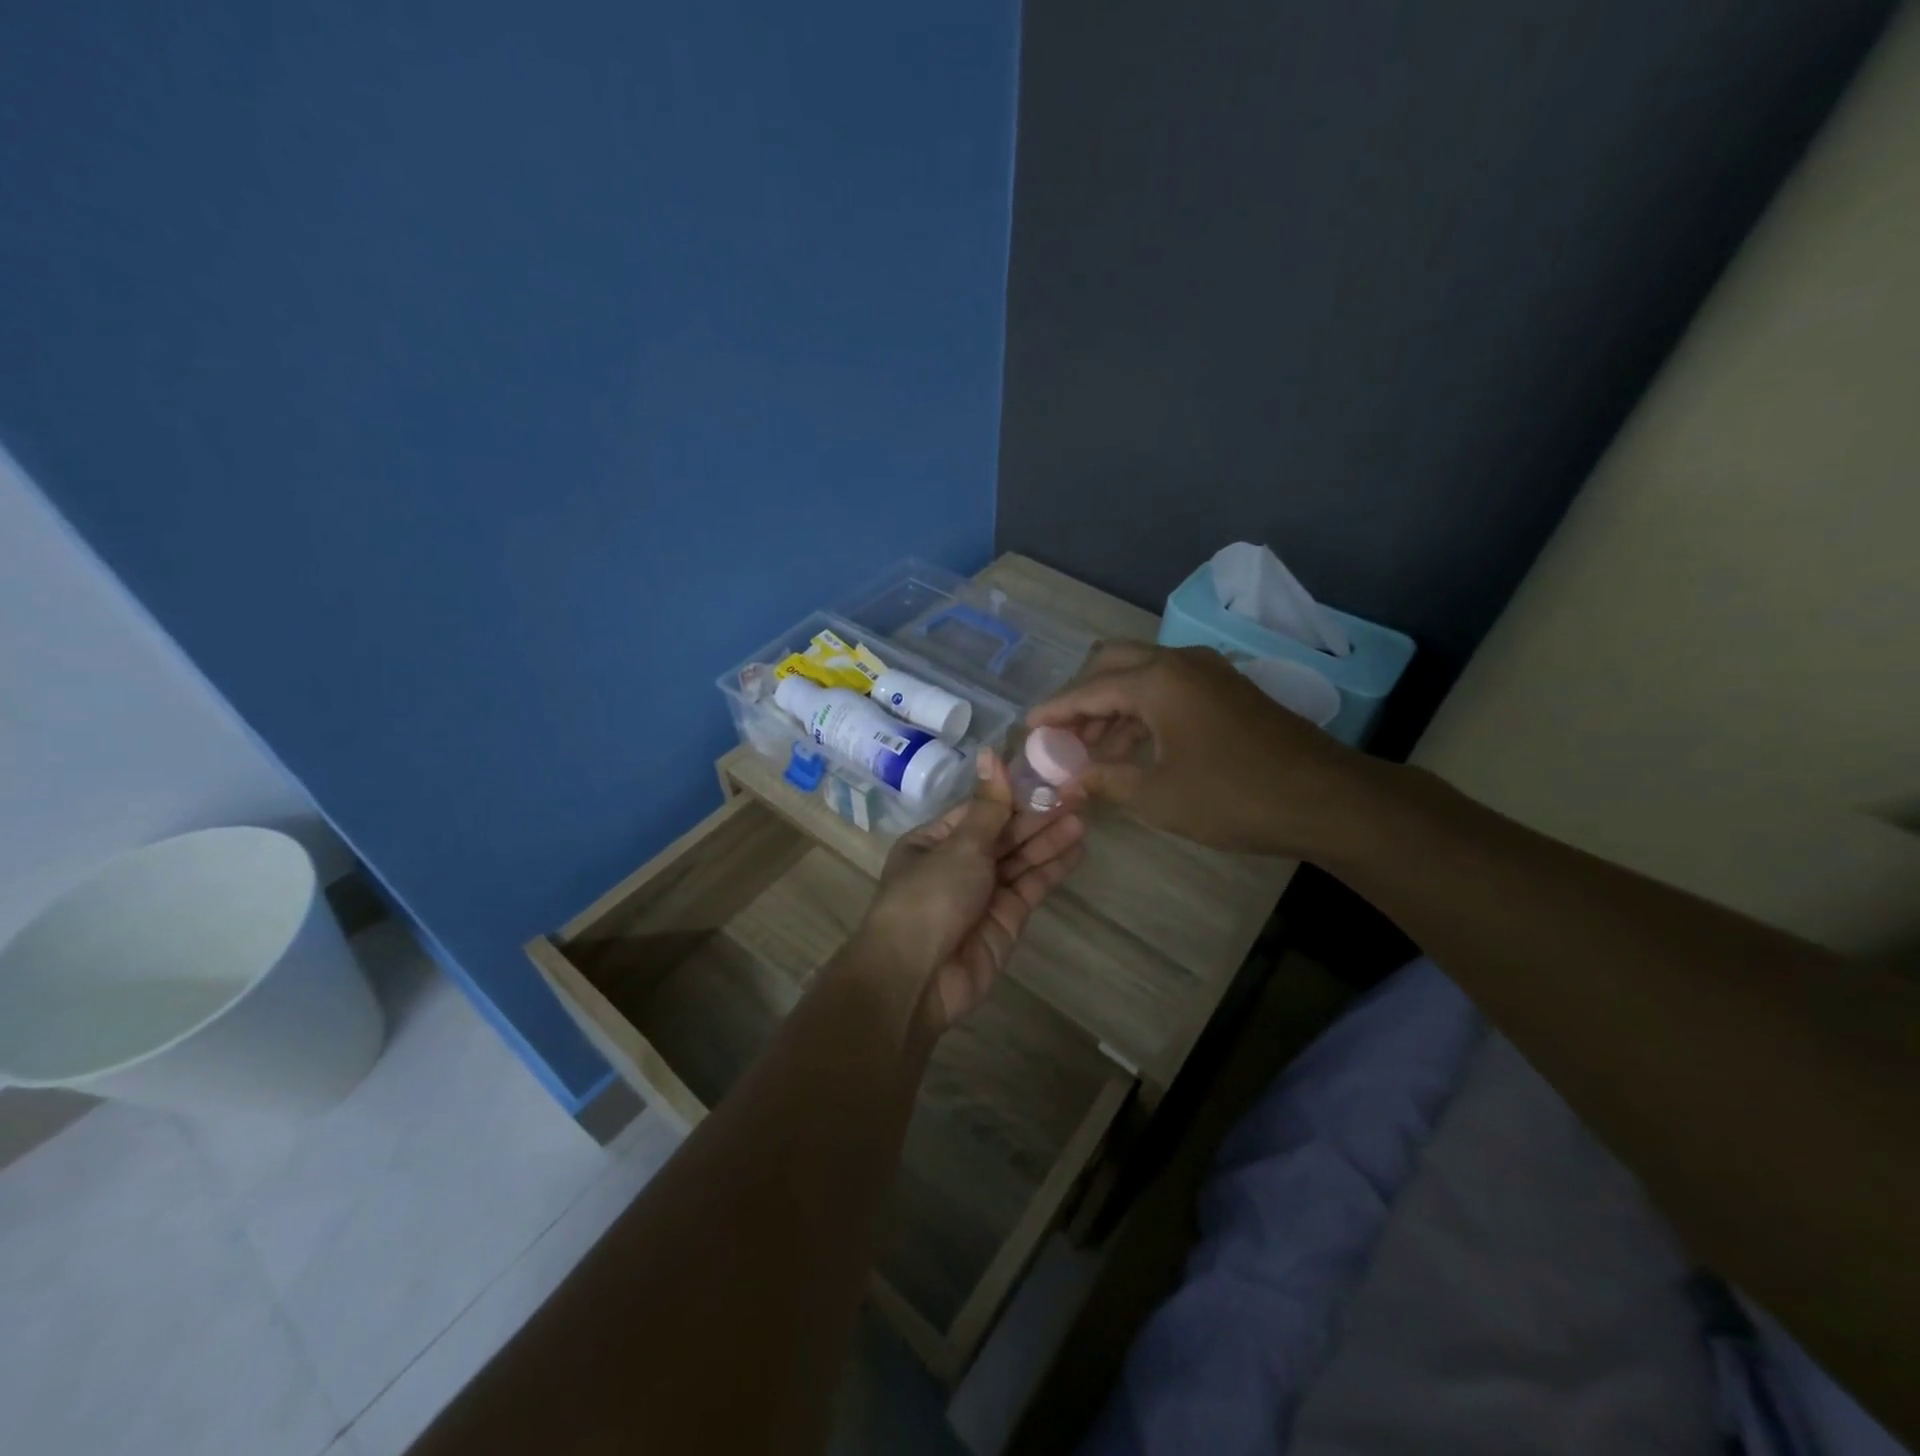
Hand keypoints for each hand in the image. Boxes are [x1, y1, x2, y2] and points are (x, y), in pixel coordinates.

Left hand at [859, 750, 1085, 1033]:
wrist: (918, 978)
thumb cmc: (929, 897)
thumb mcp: (959, 846)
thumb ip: (988, 806)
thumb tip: (991, 751)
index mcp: (934, 841)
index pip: (980, 809)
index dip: (1013, 792)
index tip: (1047, 772)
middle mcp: (958, 863)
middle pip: (1003, 833)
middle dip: (1037, 814)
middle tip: (1077, 792)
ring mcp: (983, 892)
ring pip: (1021, 858)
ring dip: (1049, 837)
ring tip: (1083, 815)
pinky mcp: (1006, 919)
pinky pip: (1031, 886)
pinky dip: (1052, 867)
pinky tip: (1077, 847)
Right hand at [1029, 642, 1366, 855]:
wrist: (1325, 798)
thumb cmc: (1232, 796)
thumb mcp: (1157, 795)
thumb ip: (1105, 781)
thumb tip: (1066, 785)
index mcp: (1156, 680)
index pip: (1087, 689)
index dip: (1054, 711)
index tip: (1027, 727)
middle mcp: (1179, 662)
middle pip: (1112, 665)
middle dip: (1082, 698)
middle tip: (1062, 736)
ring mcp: (1208, 672)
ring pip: (1142, 676)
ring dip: (1112, 707)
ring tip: (1091, 752)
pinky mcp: (1227, 690)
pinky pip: (1168, 688)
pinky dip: (1142, 711)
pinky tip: (1133, 748)